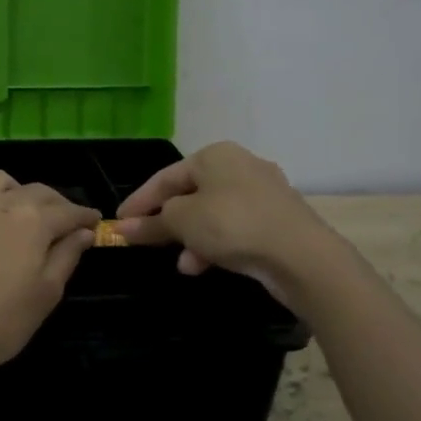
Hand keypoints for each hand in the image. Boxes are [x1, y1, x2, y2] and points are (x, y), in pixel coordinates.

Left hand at [0, 171, 99, 383]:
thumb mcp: (45, 295)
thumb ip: (66, 257)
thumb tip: (83, 232)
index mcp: (32, 221)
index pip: (68, 211)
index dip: (84, 216)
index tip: (94, 221)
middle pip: (36, 191)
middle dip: (55, 203)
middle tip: (63, 220)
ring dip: (15, 192)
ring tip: (18, 213)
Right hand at [113, 142, 342, 304]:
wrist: (302, 256)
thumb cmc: (232, 225)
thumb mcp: (182, 221)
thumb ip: (151, 223)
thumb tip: (123, 229)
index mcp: (215, 155)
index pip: (164, 177)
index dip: (139, 201)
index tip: (119, 223)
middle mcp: (240, 165)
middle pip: (190, 194)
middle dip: (167, 222)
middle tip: (146, 242)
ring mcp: (263, 192)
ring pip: (212, 214)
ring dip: (191, 238)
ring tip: (182, 263)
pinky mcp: (277, 219)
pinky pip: (234, 228)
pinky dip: (216, 244)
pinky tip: (204, 265)